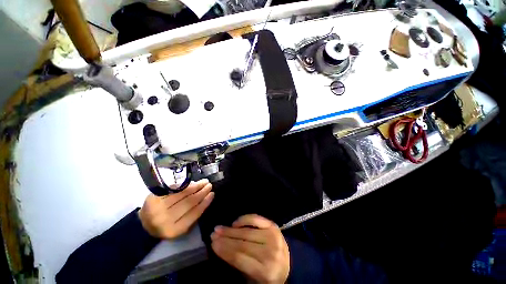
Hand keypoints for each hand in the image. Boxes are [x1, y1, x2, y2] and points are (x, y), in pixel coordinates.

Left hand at [138, 179, 213, 238]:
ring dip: (196, 186)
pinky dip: (185, 185)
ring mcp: (157, 207)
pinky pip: (174, 189)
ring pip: (182, 193)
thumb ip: (193, 215)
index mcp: (173, 230)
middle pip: (189, 202)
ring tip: (204, 182)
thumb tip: (205, 198)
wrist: (142, 225)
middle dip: (202, 192)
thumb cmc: (166, 226)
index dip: (205, 202)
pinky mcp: (153, 197)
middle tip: (209, 185)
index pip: (194, 213)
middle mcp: (164, 219)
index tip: (212, 194)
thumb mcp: (181, 227)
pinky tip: (192, 182)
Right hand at [211, 214, 289, 283]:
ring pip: (247, 232)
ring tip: (219, 228)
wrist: (291, 265)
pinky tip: (235, 223)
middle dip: (225, 239)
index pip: (239, 258)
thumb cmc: (270, 274)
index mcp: (265, 271)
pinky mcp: (273, 226)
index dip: (224, 251)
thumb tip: (223, 248)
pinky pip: (256, 219)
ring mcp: (273, 237)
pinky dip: (244, 219)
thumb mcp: (254, 277)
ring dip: (231, 230)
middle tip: (213, 234)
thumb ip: (240, 264)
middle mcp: (270, 252)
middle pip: (242, 243)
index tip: (212, 245)